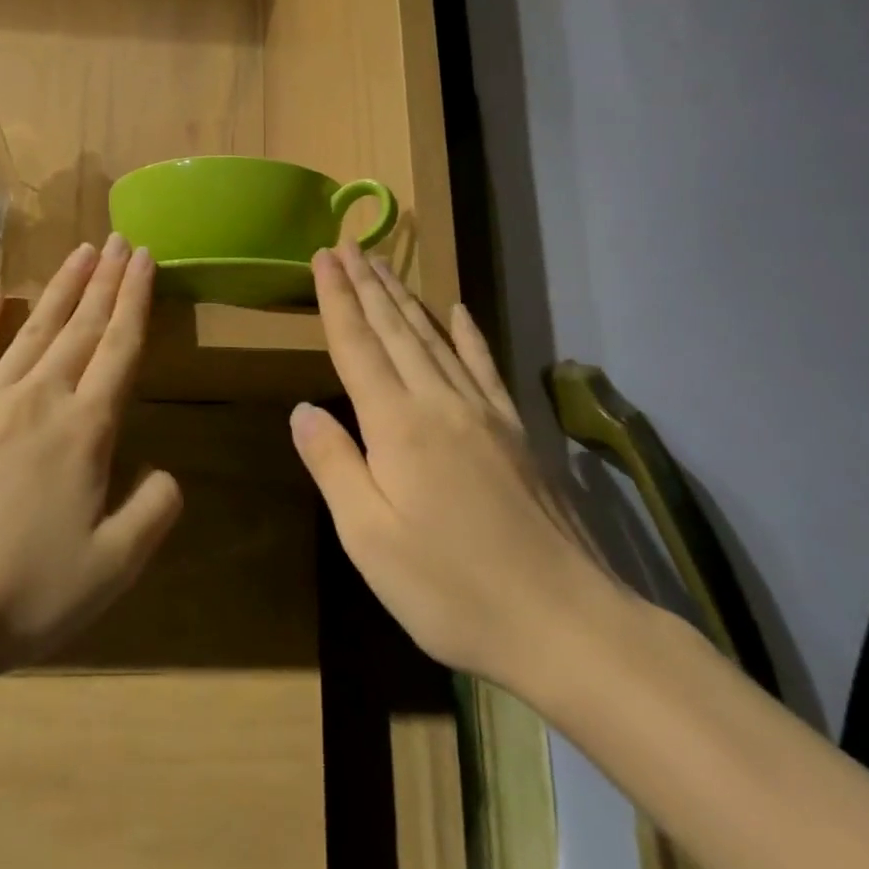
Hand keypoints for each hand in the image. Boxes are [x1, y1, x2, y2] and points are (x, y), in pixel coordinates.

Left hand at [0, 236, 182, 677]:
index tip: (145, 258)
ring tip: (82, 251)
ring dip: (62, 287)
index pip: (120, 347)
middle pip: (82, 326)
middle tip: (120, 239)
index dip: (136, 299)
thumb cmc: (26, 594)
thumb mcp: (114, 566)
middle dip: (106, 279)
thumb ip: (154, 509)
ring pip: (35, 328)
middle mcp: (41, 398)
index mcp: (85, 429)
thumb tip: (164, 471)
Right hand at [291, 244, 630, 699]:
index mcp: (397, 425)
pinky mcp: (515, 431)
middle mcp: (439, 402)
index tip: (323, 256)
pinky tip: (458, 310)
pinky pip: (484, 365)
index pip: (357, 346)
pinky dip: (468, 332)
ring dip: (403, 298)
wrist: (565, 623)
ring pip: (434, 337)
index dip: (337, 299)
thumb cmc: (451, 589)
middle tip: (347, 245)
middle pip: (394, 330)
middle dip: (366, 284)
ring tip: (383, 265)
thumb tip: (302, 409)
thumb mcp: (369, 538)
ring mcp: (483, 413)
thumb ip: (334, 466)